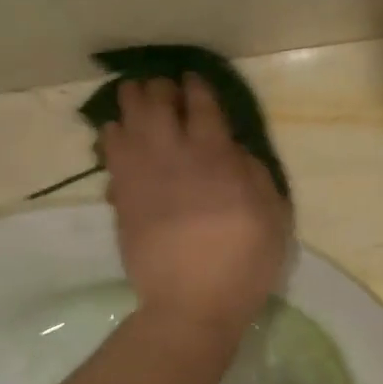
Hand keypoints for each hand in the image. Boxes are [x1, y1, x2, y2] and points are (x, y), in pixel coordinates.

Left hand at [102, 75, 290, 335]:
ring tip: (135, 100)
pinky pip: (109, 153)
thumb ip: (254, 172)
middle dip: (159, 88)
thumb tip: (232, 149)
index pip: (201, 104)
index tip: (193, 79)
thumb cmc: (244, 261)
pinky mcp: (121, 196)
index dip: (196, 86)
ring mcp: (141, 174)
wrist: (191, 304)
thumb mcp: (273, 214)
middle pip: (156, 102)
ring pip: (125, 120)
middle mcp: (173, 153)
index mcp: (215, 155)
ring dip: (131, 104)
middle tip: (163, 90)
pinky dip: (112, 137)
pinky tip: (118, 137)